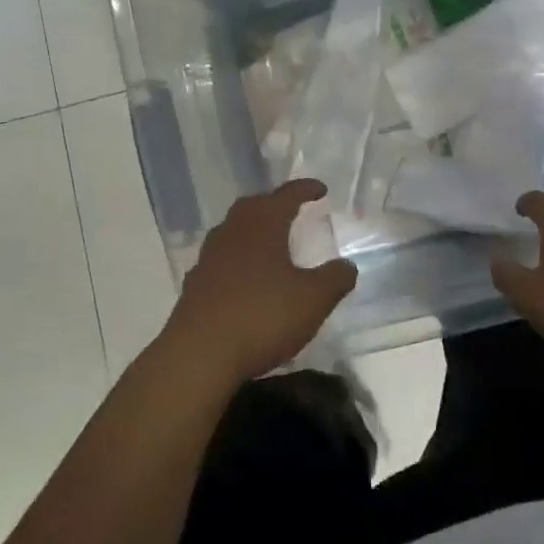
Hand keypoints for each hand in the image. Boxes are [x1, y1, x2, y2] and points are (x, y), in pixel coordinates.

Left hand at [159, 179, 358, 388]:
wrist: (200, 354)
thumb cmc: (262, 316)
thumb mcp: (312, 300)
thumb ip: (334, 279)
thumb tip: (347, 265)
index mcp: (263, 225)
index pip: (287, 195)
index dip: (305, 189)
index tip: (320, 189)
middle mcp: (232, 231)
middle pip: (255, 207)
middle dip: (275, 205)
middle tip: (293, 211)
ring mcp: (209, 257)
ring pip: (234, 231)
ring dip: (254, 231)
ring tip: (271, 243)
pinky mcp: (195, 283)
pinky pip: (222, 259)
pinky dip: (238, 259)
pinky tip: (246, 278)